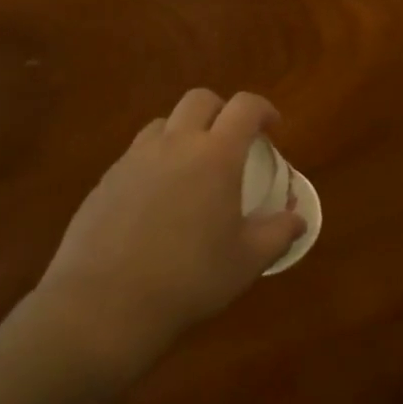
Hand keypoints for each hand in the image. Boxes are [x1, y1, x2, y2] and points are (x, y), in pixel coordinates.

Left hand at [32, 90, 304, 371]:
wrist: (104, 304)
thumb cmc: (189, 278)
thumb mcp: (247, 261)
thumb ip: (278, 233)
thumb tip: (298, 218)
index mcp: (216, 155)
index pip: (245, 107)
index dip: (263, 109)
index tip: (272, 128)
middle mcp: (174, 144)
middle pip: (200, 100)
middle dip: (222, 110)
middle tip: (232, 140)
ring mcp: (134, 159)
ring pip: (163, 123)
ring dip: (184, 132)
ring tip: (192, 166)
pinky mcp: (105, 180)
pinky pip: (136, 154)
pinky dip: (155, 161)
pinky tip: (157, 200)